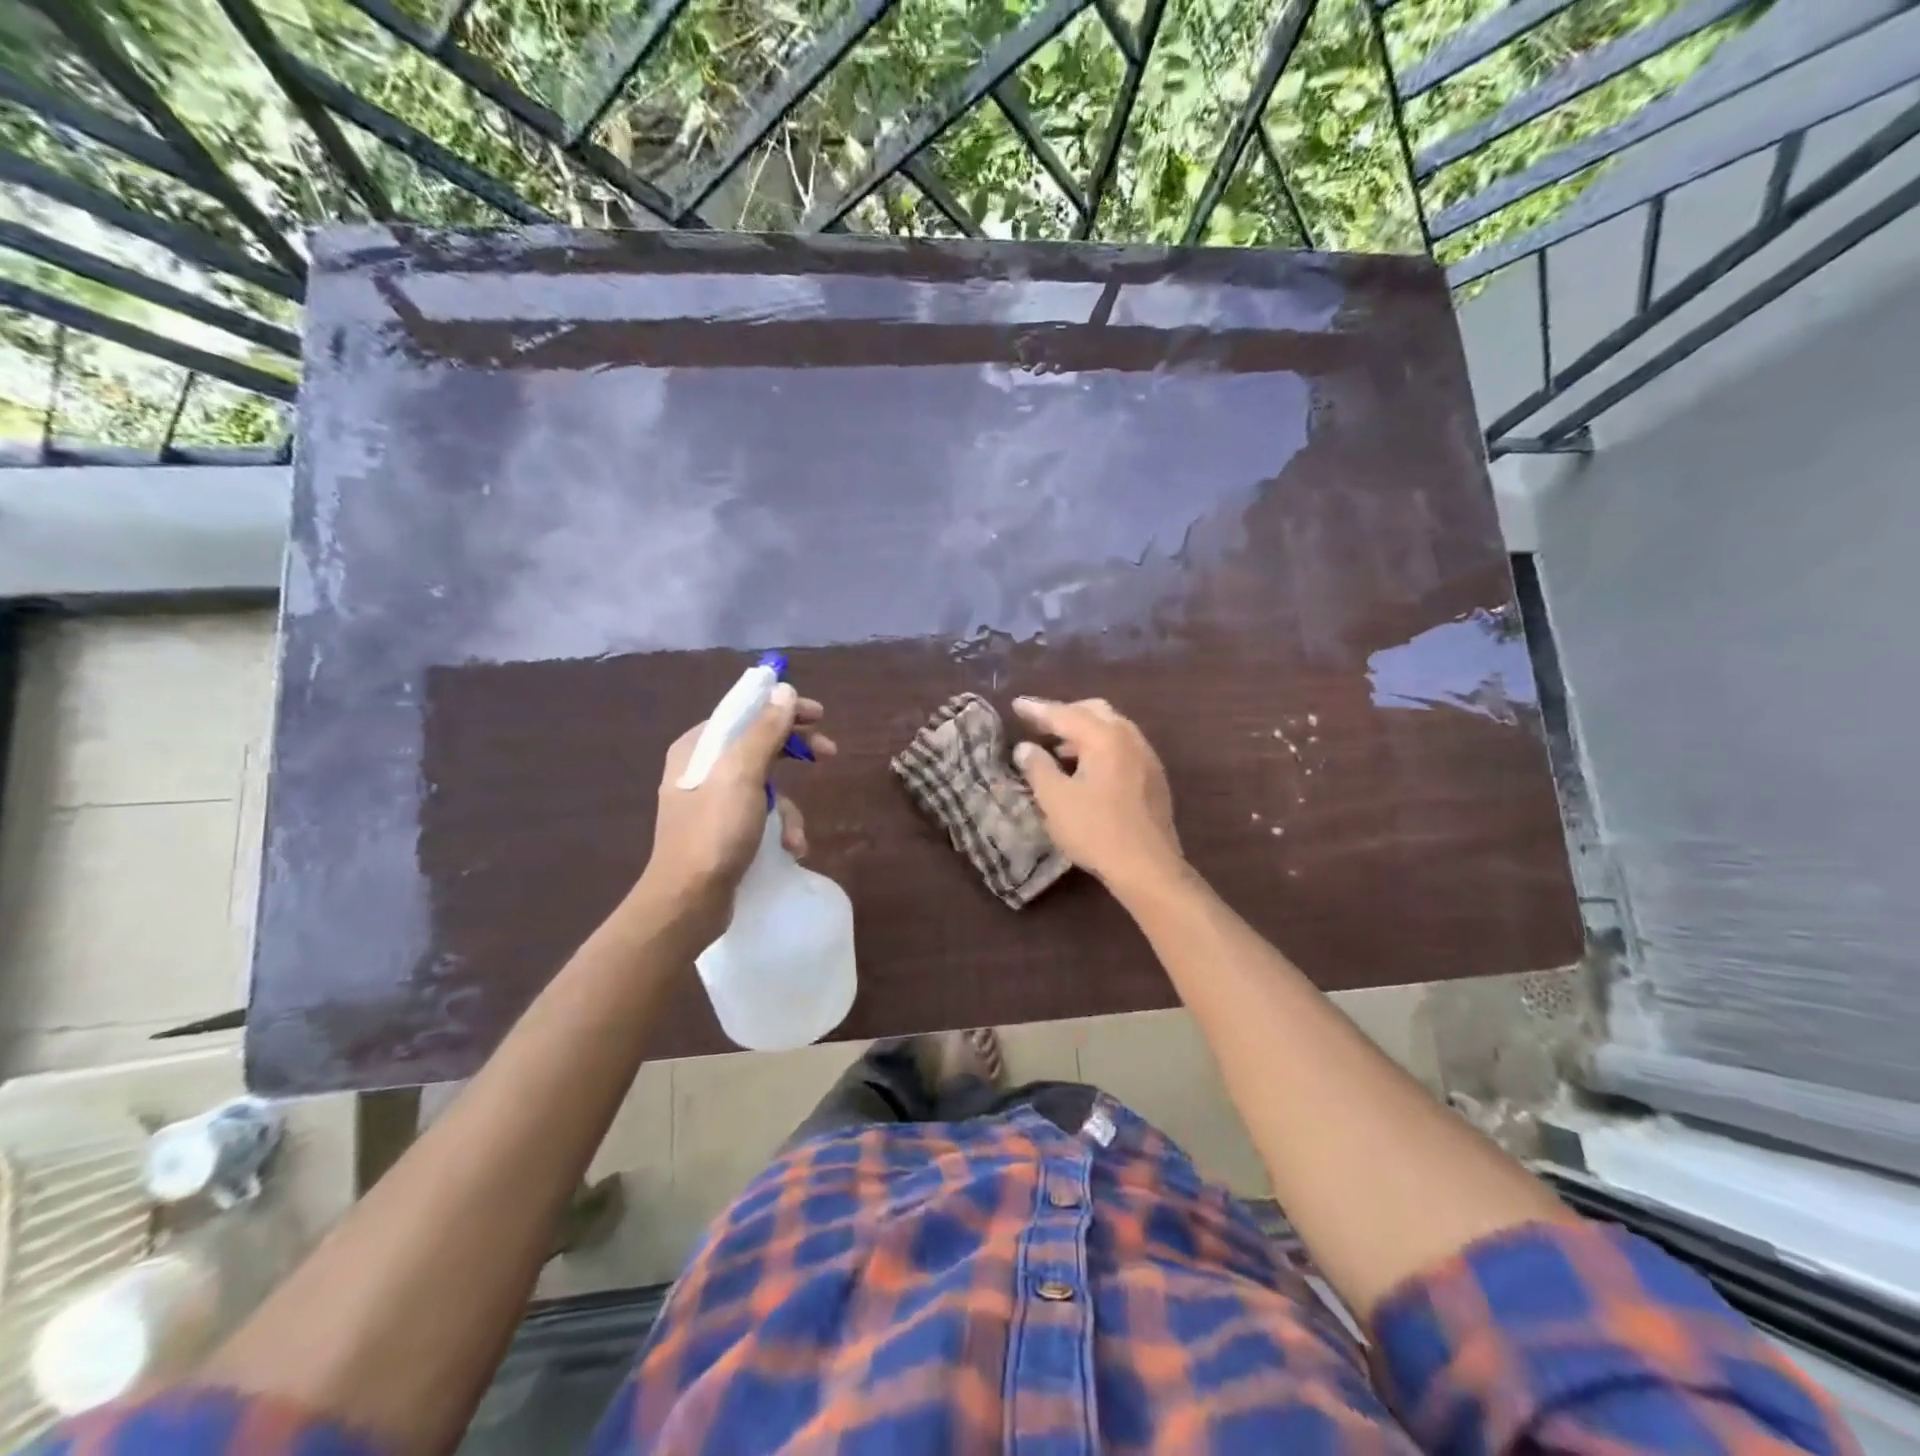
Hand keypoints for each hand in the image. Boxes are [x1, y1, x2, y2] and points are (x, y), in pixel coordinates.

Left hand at [637, 685, 834, 936]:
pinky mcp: (723, 830)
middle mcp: (702, 768)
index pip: (746, 712)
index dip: (783, 709)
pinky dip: (778, 828)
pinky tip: (788, 848)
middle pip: (758, 744)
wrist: (688, 901)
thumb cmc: (714, 832)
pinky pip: (760, 814)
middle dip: (794, 751)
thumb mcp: (743, 775)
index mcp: (698, 747)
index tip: (819, 716)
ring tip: (796, 834)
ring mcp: (712, 801)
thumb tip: (783, 691)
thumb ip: (764, 731)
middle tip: (829, 754)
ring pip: (765, 783)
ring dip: (789, 806)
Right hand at [1011, 697, 1184, 895]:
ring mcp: (1146, 757)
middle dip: (1065, 714)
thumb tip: (1026, 748)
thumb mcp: (1055, 799)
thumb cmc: (1096, 831)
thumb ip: (1037, 767)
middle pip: (1094, 712)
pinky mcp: (1153, 777)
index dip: (1037, 710)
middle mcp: (1130, 738)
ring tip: (1058, 750)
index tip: (1016, 705)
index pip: (1065, 714)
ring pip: (1111, 729)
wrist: (1148, 867)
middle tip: (1040, 724)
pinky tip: (1086, 770)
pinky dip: (1099, 747)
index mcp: (1105, 737)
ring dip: (1083, 732)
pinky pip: (1122, 747)